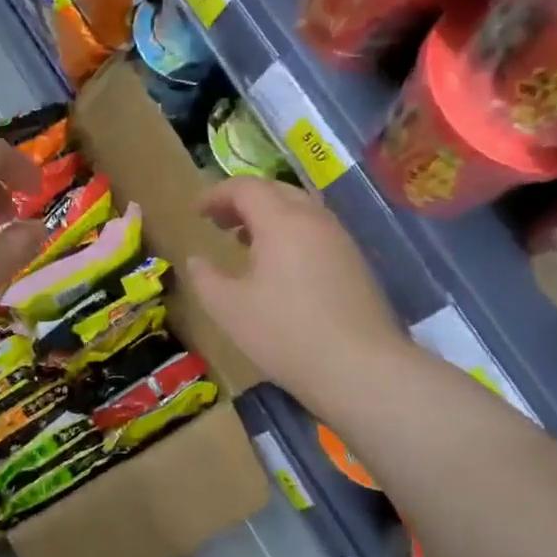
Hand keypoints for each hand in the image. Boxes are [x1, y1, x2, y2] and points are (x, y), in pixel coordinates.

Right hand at [185, 178, 408, 413]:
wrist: (360, 368)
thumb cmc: (285, 334)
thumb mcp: (229, 309)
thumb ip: (205, 279)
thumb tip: (196, 260)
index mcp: (282, 221)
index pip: (245, 188)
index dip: (216, 194)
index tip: (196, 212)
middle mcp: (315, 220)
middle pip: (276, 190)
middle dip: (243, 200)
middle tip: (218, 221)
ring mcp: (340, 240)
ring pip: (300, 209)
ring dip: (269, 216)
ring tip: (245, 240)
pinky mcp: (355, 263)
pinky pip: (316, 231)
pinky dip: (290, 233)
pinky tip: (279, 266)